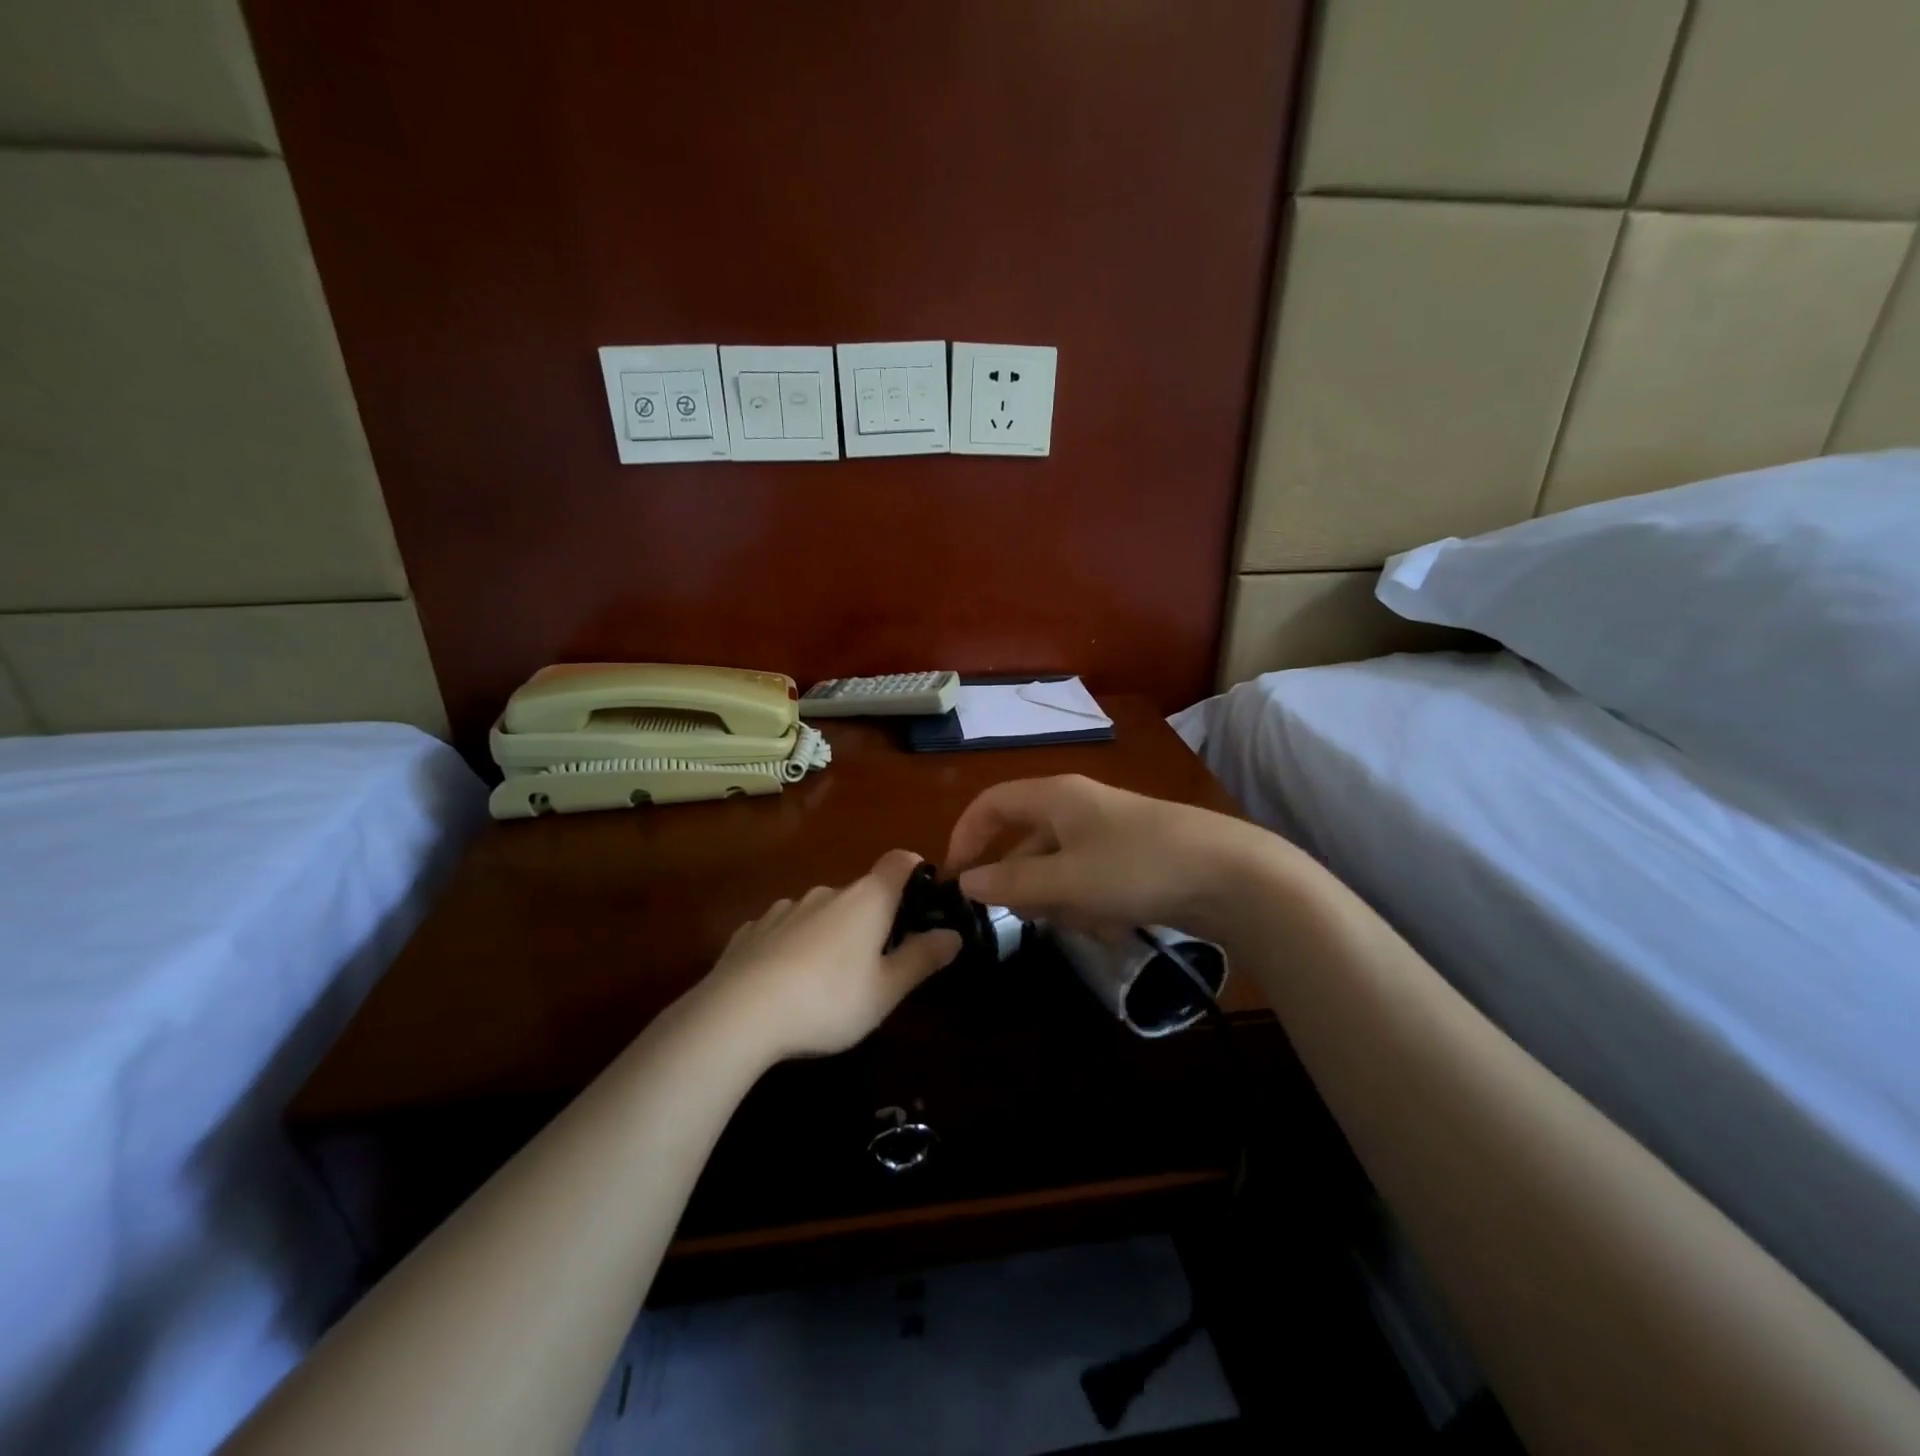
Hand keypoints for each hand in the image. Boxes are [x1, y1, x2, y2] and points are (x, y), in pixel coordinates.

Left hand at [700, 850, 961, 1060]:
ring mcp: (785, 908)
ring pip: (820, 912)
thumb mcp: (886, 990)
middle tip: (877, 962)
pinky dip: (793, 946)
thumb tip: (953, 934)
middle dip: (873, 918)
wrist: (739, 1014)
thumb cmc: (828, 1000)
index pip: (899, 862)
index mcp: (866, 900)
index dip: (915, 870)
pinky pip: (784, 930)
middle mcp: (827, 892)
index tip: (923, 895)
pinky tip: (785, 981)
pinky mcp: (752, 930)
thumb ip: (922, 958)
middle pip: (860, 893)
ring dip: (831, 933)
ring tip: (827, 978)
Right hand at [946, 774, 1272, 938]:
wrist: (1231, 875)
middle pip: (1025, 842)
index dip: (966, 837)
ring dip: (1061, 900)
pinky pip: (1089, 881)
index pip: (990, 804)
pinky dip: (1091, 905)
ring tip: (1088, 920)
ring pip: (1057, 869)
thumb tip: (965, 883)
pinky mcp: (1131, 858)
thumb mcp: (1066, 880)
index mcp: (1055, 796)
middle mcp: (1076, 806)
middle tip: (1033, 917)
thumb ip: (1010, 882)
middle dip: (1024, 884)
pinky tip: (1113, 923)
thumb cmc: (1136, 868)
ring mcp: (1106, 832)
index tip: (956, 882)